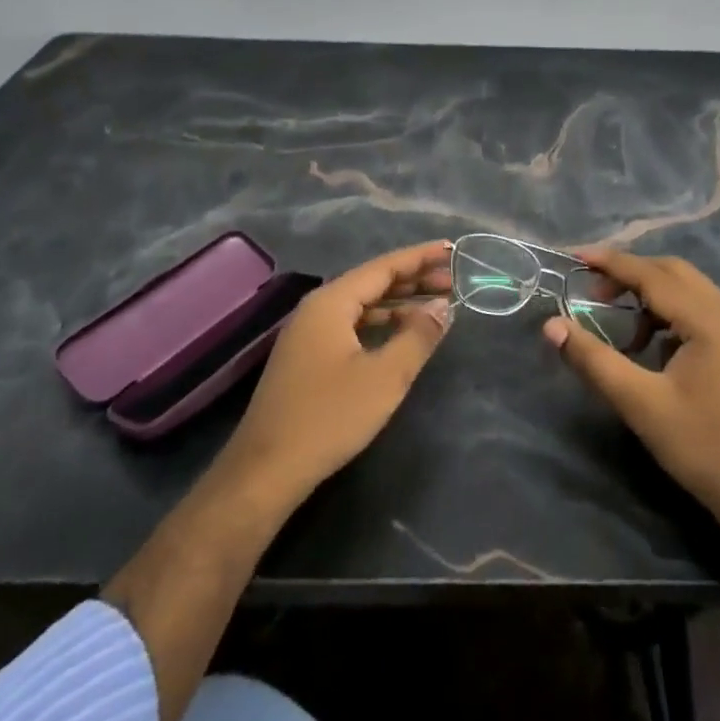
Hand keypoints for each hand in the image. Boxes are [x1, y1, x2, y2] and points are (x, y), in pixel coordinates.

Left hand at [219, 240, 453, 511]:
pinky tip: (401, 335)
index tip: (451, 249)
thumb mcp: (385, 377)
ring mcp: (309, 334)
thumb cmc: (329, 417)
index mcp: (332, 302)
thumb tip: (442, 306)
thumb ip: (417, 336)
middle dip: (413, 280)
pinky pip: (351, 326)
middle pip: (372, 283)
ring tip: (436, 305)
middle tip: (454, 280)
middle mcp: (318, 308)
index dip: (419, 257)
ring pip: (362, 306)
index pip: (383, 267)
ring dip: (399, 304)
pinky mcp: (307, 358)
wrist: (265, 471)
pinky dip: (380, 324)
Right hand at [543, 249, 719, 532]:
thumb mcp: (639, 403)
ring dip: (651, 293)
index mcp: (709, 320)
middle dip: (630, 273)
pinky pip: (703, 308)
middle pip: (672, 272)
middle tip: (593, 290)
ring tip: (620, 320)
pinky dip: (672, 311)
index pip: (651, 274)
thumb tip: (551, 326)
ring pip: (689, 288)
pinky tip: (653, 343)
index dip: (610, 262)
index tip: (574, 256)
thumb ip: (593, 359)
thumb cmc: (701, 447)